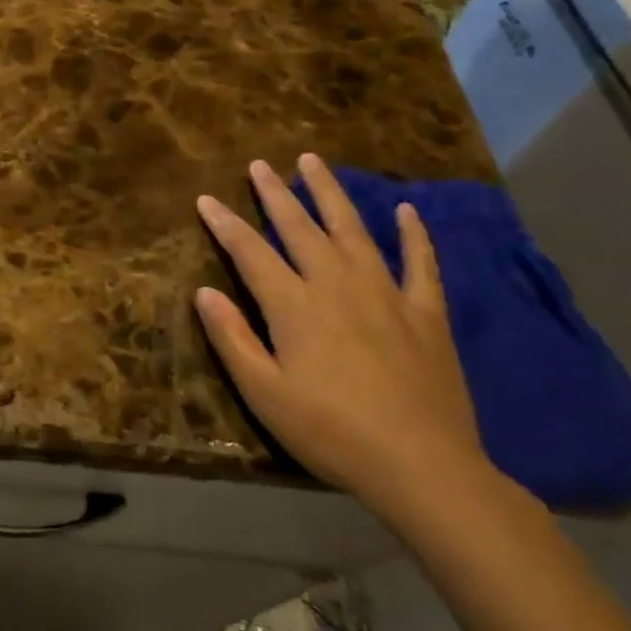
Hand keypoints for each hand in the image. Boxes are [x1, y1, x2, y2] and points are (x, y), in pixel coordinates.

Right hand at [195, 153, 491, 518]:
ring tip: (313, 162)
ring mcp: (386, 295)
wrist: (424, 469)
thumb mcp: (264, 393)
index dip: (225, 223)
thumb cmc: (331, 432)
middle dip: (275, 193)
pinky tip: (406, 210)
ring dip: (330, 194)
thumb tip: (204, 291)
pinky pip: (421, 264)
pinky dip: (414, 235)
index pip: (250, 251)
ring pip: (352, 230)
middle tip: (259, 164)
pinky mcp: (426, 314)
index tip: (206, 199)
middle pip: (300, 228)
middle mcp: (337, 285)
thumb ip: (232, 338)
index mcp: (294, 305)